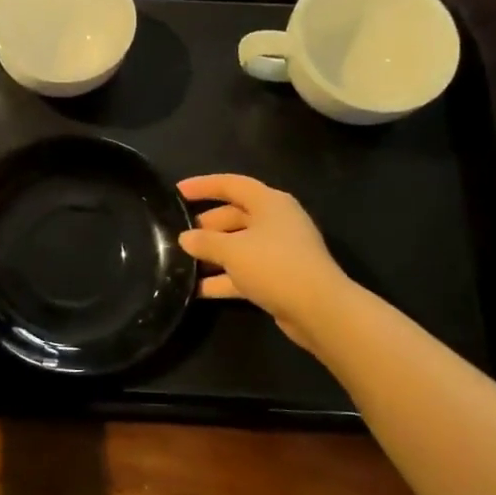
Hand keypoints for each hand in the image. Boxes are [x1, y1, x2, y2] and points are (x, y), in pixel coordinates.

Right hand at [178, 175, 349, 353]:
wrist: (319, 309)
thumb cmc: (274, 265)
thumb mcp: (232, 250)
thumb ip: (205, 241)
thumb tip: (185, 238)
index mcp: (269, 203)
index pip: (231, 184)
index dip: (203, 186)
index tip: (176, 191)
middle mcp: (276, 222)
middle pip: (234, 216)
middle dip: (205, 226)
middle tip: (178, 235)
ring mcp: (279, 251)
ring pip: (238, 246)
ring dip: (212, 254)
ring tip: (181, 262)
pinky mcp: (279, 277)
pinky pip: (245, 271)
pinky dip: (224, 278)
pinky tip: (197, 289)